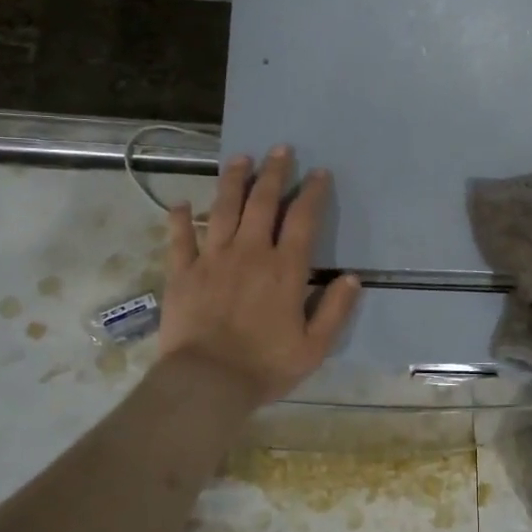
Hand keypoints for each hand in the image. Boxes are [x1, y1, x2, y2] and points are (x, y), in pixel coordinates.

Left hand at [158, 146, 361, 404]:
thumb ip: (335, 310)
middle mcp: (249, 253)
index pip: (302, 220)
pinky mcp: (182, 273)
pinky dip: (179, 219)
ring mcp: (211, 260)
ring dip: (232, 181)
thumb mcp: (314, 346)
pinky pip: (179, 238)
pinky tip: (181, 204)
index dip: (312, 193)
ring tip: (239, 158)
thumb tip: (351, 278)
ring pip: (222, 209)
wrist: (207, 382)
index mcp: (284, 269)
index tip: (319, 173)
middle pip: (262, 203)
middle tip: (279, 149)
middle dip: (273, 173)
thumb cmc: (265, 366)